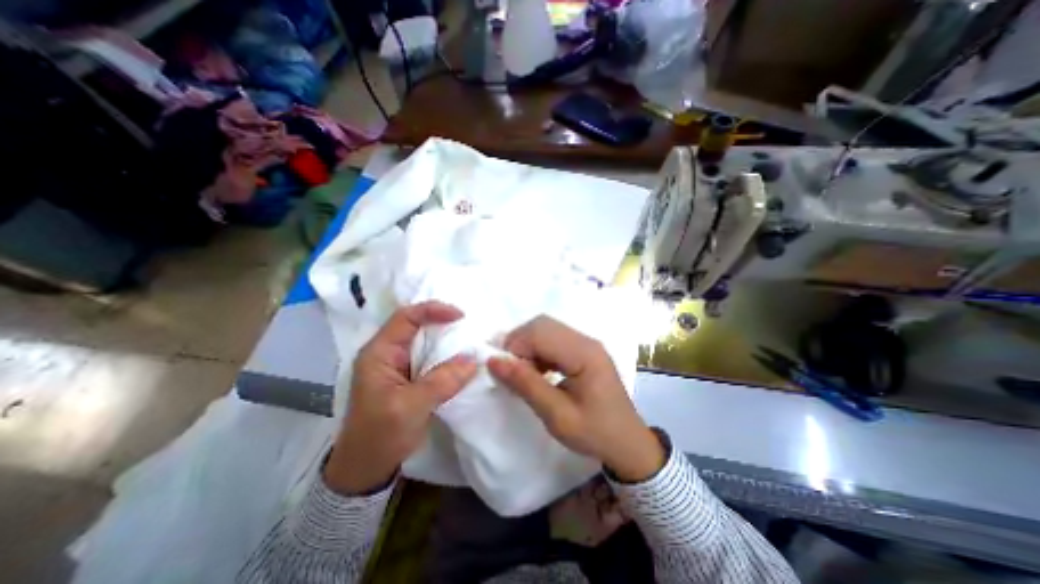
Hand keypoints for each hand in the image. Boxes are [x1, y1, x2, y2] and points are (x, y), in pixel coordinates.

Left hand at [323, 300, 479, 496]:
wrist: (366, 470)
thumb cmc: (380, 436)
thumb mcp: (411, 407)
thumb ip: (442, 380)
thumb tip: (473, 359)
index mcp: (379, 353)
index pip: (406, 317)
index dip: (433, 310)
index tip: (461, 316)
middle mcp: (387, 353)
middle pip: (416, 325)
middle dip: (442, 321)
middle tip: (470, 325)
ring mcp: (397, 366)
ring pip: (424, 341)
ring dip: (446, 338)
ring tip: (470, 338)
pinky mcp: (408, 378)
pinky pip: (429, 357)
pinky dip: (446, 355)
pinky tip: (461, 358)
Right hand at [491, 316, 666, 480]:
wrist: (628, 443)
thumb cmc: (595, 433)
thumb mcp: (557, 416)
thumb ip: (526, 385)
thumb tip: (493, 361)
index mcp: (584, 353)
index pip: (540, 332)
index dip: (515, 346)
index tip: (502, 372)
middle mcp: (586, 341)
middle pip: (542, 325)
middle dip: (519, 343)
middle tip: (510, 371)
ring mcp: (586, 343)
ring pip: (546, 329)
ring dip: (527, 346)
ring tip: (522, 374)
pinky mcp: (584, 350)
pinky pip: (553, 340)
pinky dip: (538, 351)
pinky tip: (537, 372)